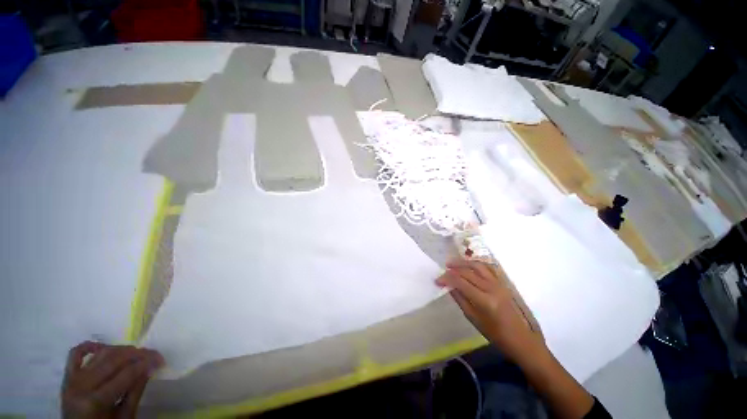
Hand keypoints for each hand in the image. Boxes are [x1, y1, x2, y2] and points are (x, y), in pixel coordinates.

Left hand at [61, 341, 163, 418]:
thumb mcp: (124, 417)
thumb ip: (134, 393)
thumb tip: (150, 368)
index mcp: (95, 402)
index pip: (125, 374)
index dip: (146, 364)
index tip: (161, 360)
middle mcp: (82, 386)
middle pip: (113, 360)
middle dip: (137, 354)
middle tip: (154, 354)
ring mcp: (72, 379)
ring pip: (100, 354)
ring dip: (121, 349)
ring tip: (135, 353)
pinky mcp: (67, 376)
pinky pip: (76, 354)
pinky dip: (90, 346)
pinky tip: (103, 346)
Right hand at [436, 259, 545, 366]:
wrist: (521, 340)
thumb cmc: (496, 335)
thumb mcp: (474, 319)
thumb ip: (460, 299)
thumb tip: (448, 286)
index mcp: (484, 300)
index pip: (460, 282)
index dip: (446, 279)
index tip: (437, 280)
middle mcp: (491, 288)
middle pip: (467, 272)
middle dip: (452, 270)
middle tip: (442, 272)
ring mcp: (499, 284)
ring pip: (478, 266)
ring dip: (463, 263)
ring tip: (452, 264)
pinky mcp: (503, 283)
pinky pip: (488, 268)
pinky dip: (476, 264)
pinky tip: (469, 265)